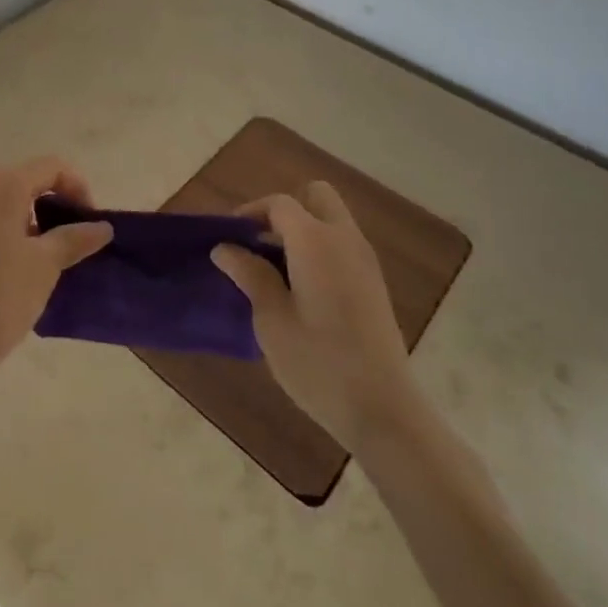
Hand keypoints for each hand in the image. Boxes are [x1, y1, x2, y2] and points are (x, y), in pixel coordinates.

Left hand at [0, 157, 112, 373]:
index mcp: (2, 182)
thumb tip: (102, 227)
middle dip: (47, 196)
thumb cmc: (2, 295)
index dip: (77, 187)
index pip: (50, 167)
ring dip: (22, 208)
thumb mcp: (46, 264)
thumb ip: (75, 238)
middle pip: (21, 175)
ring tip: (37, 245)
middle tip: (64, 228)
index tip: (89, 221)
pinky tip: (6, 259)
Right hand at [212, 181, 412, 452]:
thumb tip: (224, 248)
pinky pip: (342, 245)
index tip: (229, 238)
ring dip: (303, 230)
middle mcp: (344, 238)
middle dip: (285, 210)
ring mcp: (365, 260)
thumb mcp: (271, 320)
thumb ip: (249, 275)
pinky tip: (303, 291)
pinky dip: (320, 250)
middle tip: (260, 244)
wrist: (383, 410)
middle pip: (315, 196)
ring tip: (275, 271)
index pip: (279, 204)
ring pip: (331, 220)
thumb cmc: (318, 363)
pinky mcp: (374, 284)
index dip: (251, 213)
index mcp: (315, 240)